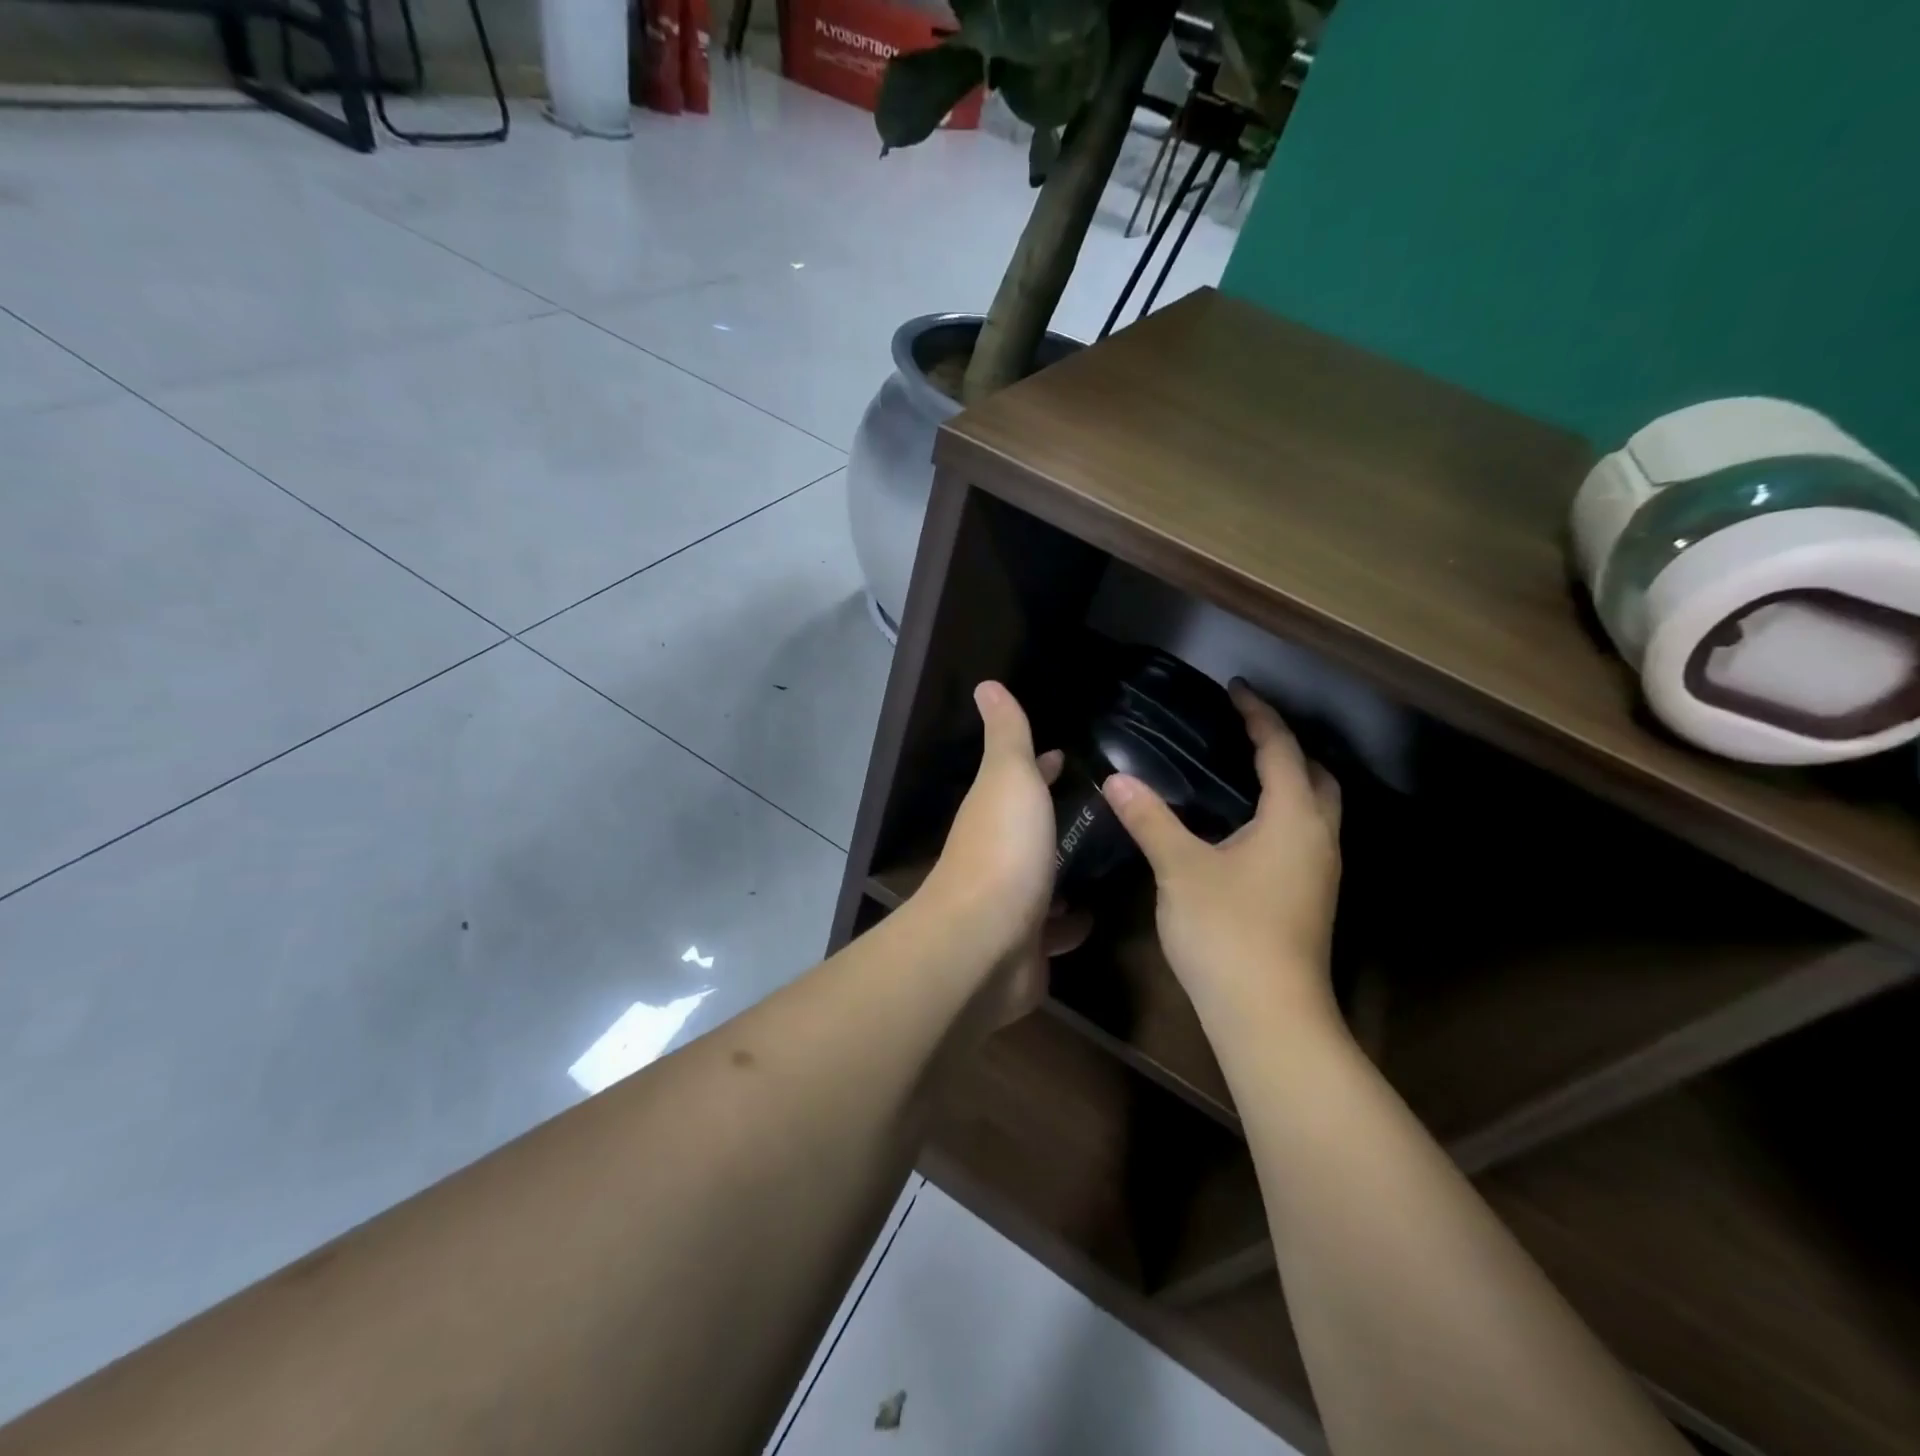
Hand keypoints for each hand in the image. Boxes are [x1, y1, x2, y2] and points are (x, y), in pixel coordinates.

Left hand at [923, 682, 1087, 1022]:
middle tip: (1105, 810)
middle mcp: (998, 855)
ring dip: (1065, 870)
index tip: (1069, 758)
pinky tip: (1096, 915)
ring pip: (1044, 879)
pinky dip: (1071, 923)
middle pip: (1032, 829)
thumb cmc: (1004, 850)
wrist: (985, 944)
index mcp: (994, 812)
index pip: (1021, 780)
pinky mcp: (1028, 946)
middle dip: (1058, 819)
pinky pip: (1055, 930)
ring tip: (1109, 859)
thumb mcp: (1009, 778)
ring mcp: (1012, 903)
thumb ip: (1006, 735)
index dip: (1043, 766)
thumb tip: (986, 685)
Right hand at [1101, 680, 1342, 1031]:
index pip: (1282, 750)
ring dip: (1289, 782)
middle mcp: (1318, 838)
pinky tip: (1242, 829)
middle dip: (1287, 747)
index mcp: (1294, 818)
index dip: (1259, 715)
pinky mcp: (1310, 899)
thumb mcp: (1180, 869)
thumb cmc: (1228, 931)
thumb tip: (1118, 780)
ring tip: (1241, 772)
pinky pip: (1303, 836)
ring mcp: (1319, 873)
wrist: (1269, 1015)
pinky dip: (1281, 814)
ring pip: (1315, 810)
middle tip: (1244, 733)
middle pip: (1317, 776)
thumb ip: (1150, 820)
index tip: (1235, 689)